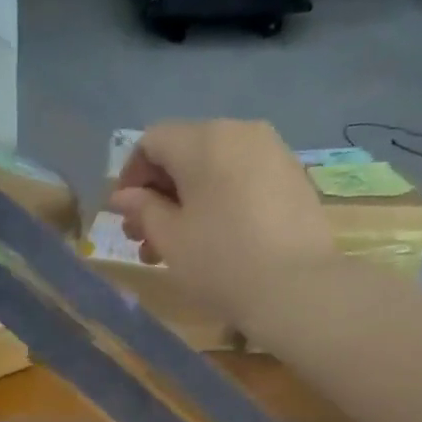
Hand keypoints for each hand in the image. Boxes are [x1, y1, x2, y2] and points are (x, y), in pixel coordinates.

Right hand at [106, 120, 333, 328]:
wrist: (298, 289)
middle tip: (143, 238)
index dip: (130, 176)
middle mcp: (240, 132)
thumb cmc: (221, 261)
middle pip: (184, 152)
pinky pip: (242, 178)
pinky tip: (213, 238)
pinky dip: (219, 200)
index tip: (123, 215)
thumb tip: (124, 197)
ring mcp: (272, 152)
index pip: (152, 142)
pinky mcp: (292, 177)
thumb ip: (142, 209)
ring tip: (174, 247)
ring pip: (213, 168)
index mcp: (204, 140)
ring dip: (186, 201)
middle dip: (158, 194)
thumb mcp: (169, 238)